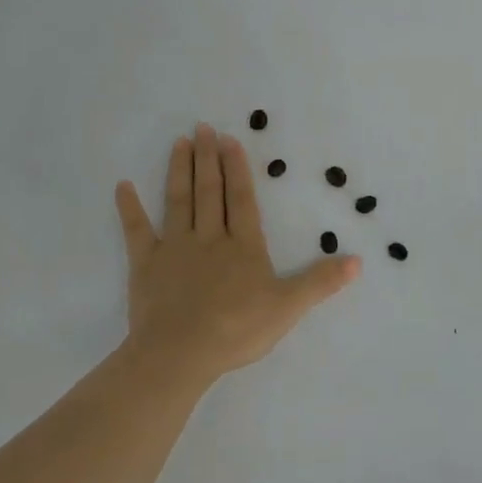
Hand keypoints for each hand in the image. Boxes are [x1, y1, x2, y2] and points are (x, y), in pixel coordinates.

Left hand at [114, 125, 358, 391]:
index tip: (230, 140)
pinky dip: (130, 208)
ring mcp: (175, 249)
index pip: (242, 200)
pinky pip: (137, 231)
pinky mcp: (146, 265)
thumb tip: (358, 261)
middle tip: (203, 128)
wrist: (180, 354)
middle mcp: (210, 238)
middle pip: (210, 192)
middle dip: (208, 159)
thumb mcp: (289, 307)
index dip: (238, 170)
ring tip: (180, 142)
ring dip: (179, 171)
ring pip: (179, 201)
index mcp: (243, 246)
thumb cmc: (237, 329)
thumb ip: (321, 281)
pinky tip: (123, 186)